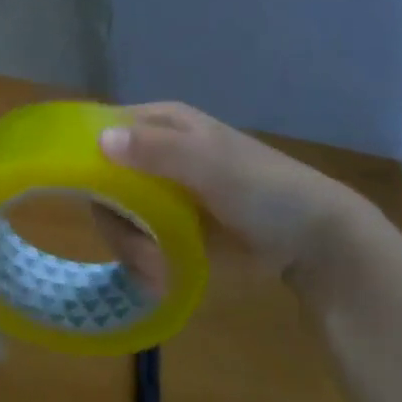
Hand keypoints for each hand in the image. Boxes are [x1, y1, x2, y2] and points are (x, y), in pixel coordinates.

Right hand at [98, 102, 369, 279]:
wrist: (314, 242)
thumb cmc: (266, 188)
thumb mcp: (213, 164)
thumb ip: (158, 151)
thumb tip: (101, 140)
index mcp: (161, 124)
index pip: (102, 129)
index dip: (86, 156)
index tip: (86, 192)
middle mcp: (151, 155)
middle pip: (101, 182)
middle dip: (116, 220)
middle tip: (139, 249)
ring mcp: (157, 194)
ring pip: (113, 217)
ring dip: (130, 248)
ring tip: (158, 270)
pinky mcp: (166, 229)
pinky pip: (133, 242)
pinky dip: (141, 263)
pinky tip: (161, 277)